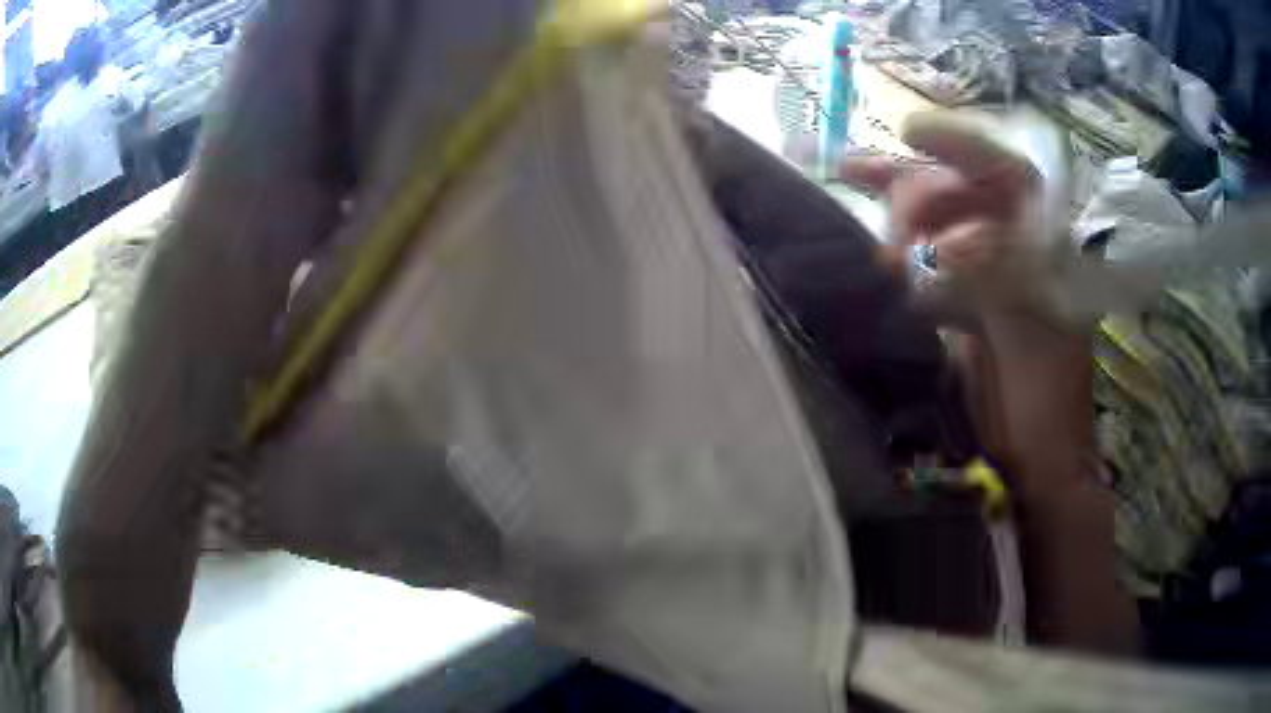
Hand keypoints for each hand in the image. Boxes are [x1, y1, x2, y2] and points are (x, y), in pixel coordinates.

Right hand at [843, 114, 1137, 651]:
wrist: (1035, 464)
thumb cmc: (1045, 408)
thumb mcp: (1033, 341)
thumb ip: (1004, 284)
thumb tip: (956, 242)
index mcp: (1049, 250)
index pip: (1010, 175)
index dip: (964, 146)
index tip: (910, 132)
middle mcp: (1020, 248)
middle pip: (966, 190)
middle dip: (918, 186)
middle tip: (870, 197)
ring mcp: (991, 271)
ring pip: (943, 218)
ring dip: (901, 207)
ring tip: (855, 190)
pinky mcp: (965, 298)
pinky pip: (931, 255)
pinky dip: (902, 244)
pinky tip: (875, 241)